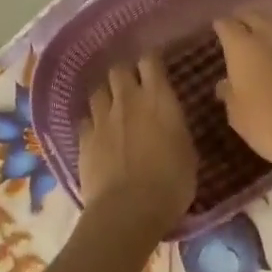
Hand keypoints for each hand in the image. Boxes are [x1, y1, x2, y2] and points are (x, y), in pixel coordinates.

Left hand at [78, 56, 197, 242]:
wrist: (128, 211)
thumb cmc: (171, 183)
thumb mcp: (188, 152)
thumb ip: (176, 128)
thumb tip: (171, 122)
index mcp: (158, 98)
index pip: (150, 60)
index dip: (151, 59)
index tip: (156, 65)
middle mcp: (127, 99)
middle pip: (118, 69)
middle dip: (124, 73)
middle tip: (132, 86)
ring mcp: (101, 118)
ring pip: (98, 91)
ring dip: (106, 96)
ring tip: (112, 107)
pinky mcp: (83, 139)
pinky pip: (85, 119)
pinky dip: (92, 122)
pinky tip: (97, 133)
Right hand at [213, 13, 271, 174]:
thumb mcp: (239, 116)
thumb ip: (230, 94)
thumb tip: (225, 82)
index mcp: (243, 47)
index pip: (226, 25)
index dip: (220, 27)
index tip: (217, 31)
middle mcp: (269, 34)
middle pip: (253, 15)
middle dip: (243, 20)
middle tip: (237, 31)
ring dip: (266, 26)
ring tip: (261, 38)